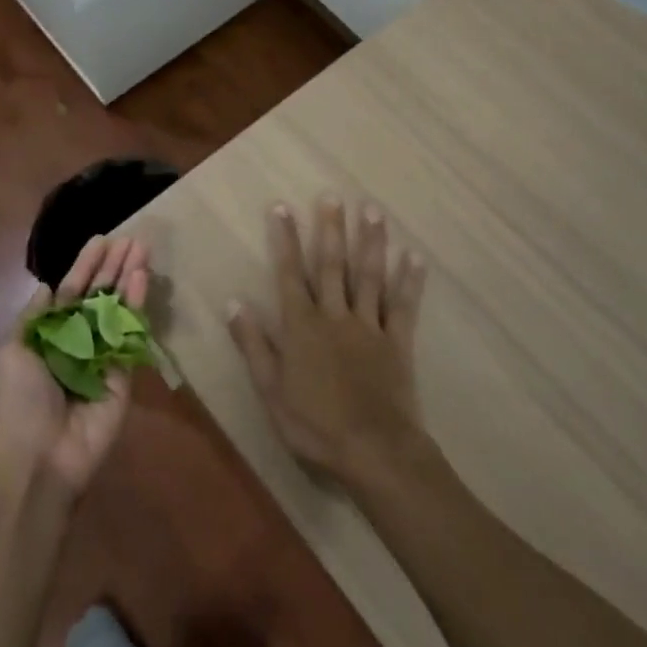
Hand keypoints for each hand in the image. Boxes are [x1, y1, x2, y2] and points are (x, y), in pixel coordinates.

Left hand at [0, 235, 148, 497]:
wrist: (42, 458)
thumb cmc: (20, 403)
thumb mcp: (11, 353)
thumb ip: (33, 318)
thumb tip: (47, 288)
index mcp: (50, 336)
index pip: (71, 291)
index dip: (84, 266)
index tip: (101, 240)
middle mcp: (78, 340)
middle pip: (99, 294)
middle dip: (113, 266)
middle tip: (131, 237)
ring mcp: (104, 354)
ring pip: (118, 307)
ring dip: (129, 276)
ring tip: (142, 247)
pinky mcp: (125, 370)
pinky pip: (131, 332)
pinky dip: (137, 304)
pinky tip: (142, 277)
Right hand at [226, 196, 428, 482]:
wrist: (373, 451)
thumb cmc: (314, 425)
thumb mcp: (270, 390)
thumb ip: (253, 344)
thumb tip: (233, 302)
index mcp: (302, 326)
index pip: (289, 274)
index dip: (285, 239)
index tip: (282, 207)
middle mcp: (335, 316)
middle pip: (332, 265)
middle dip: (331, 228)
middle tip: (333, 195)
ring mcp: (369, 326)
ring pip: (369, 276)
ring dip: (371, 242)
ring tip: (373, 210)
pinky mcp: (397, 342)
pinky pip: (403, 306)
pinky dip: (409, 281)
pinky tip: (414, 256)